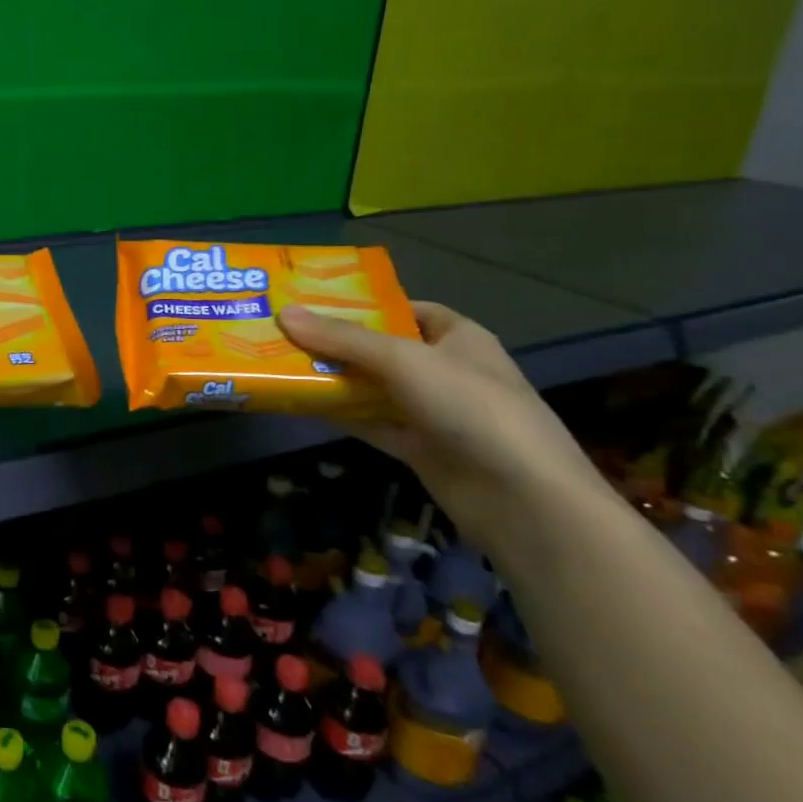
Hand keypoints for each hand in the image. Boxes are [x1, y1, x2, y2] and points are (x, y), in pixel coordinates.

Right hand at [278, 301, 607, 547]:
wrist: (522, 499)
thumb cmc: (471, 408)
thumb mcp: (405, 361)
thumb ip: (344, 339)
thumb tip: (285, 314)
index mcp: (457, 337)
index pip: (406, 309)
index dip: (364, 304)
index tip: (315, 302)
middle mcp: (444, 370)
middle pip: (382, 348)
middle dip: (337, 341)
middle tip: (282, 331)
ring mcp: (432, 411)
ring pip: (373, 387)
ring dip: (334, 379)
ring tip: (280, 363)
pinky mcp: (418, 447)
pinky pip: (371, 422)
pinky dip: (340, 414)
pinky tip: (300, 404)